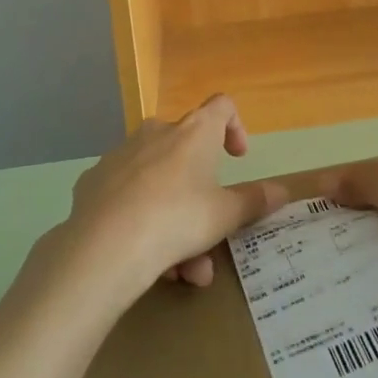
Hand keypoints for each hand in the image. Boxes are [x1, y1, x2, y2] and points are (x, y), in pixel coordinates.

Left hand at [62, 94, 285, 296]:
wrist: (104, 247)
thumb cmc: (177, 219)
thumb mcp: (225, 216)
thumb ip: (254, 201)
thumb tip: (283, 190)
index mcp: (194, 131)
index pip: (222, 106)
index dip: (235, 127)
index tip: (237, 159)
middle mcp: (158, 131)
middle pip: (188, 155)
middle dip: (201, 198)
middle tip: (208, 239)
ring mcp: (121, 154)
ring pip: (158, 183)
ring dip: (174, 220)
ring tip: (179, 271)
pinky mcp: (94, 181)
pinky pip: (126, 196)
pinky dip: (139, 219)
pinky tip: (139, 256)